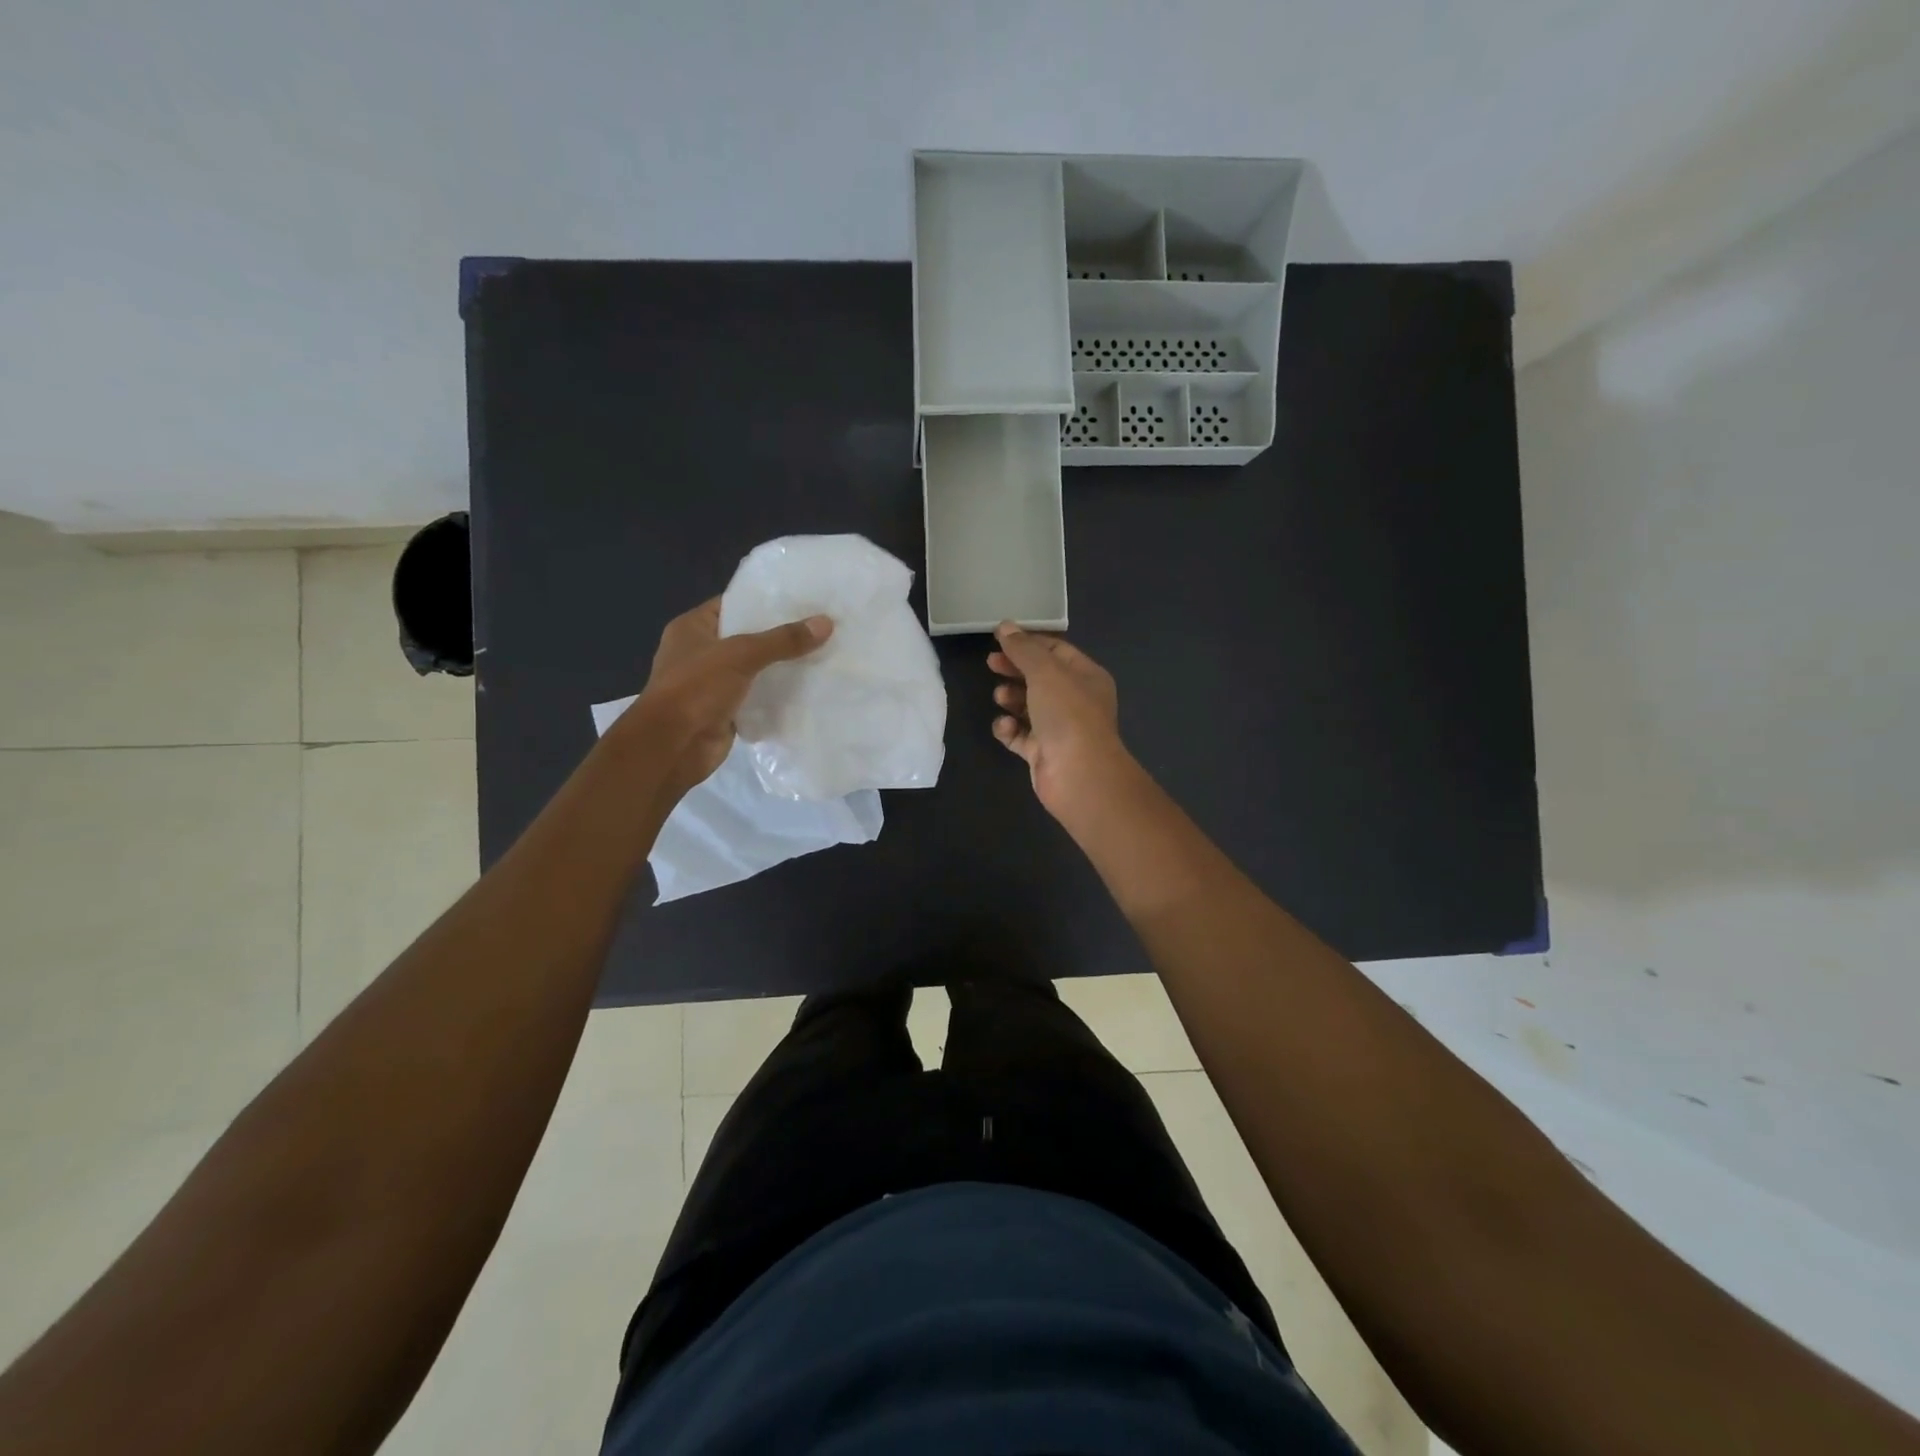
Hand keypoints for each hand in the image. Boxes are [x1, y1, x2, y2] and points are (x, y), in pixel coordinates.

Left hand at [628, 598, 831, 794]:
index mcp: (693, 628)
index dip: (765, 601)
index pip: (734, 604)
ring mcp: (713, 684)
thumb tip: (825, 623)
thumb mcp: (741, 655)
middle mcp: (701, 652)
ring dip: (783, 667)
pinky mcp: (726, 711)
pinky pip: (758, 697)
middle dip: (781, 635)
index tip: (802, 599)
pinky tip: (810, 688)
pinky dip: (779, 695)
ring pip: (756, 669)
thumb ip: (782, 640)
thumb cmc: (695, 688)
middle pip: (748, 638)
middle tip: (821, 626)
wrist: (672, 746)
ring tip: (824, 654)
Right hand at [988, 622, 1127, 817]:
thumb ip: (1023, 648)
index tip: (999, 639)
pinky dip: (1009, 729)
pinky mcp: (1042, 752)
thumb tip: (1005, 626)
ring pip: (1028, 706)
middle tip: (991, 664)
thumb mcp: (1045, 671)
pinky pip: (1020, 734)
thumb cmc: (1068, 714)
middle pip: (1040, 677)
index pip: (1056, 650)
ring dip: (1011, 698)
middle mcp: (1075, 700)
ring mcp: (1059, 728)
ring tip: (1001, 697)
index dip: (1028, 642)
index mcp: (1086, 676)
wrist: (1078, 774)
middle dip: (1015, 669)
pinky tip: (1005, 727)